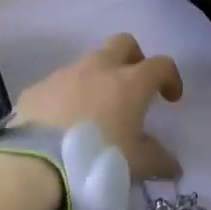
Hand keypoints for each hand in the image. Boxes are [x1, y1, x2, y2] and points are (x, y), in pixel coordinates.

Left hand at [12, 34, 183, 179]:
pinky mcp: (38, 87)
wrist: (37, 165)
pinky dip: (67, 96)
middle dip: (133, 58)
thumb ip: (159, 161)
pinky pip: (59, 83)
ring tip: (95, 111)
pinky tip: (63, 124)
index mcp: (129, 82)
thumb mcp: (136, 165)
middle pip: (123, 43)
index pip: (161, 64)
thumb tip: (174, 165)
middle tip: (134, 86)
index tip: (170, 99)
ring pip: (88, 62)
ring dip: (98, 78)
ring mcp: (65, 74)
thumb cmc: (98, 159)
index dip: (171, 77)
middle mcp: (99, 68)